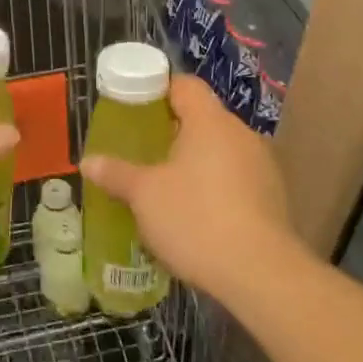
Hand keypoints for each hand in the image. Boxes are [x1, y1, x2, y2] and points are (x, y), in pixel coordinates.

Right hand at [78, 75, 307, 307]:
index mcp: (210, 121)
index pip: (184, 85)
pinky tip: (196, 214)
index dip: (157, 90)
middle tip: (142, 150)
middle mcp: (241, 134)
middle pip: (202, 118)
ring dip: (195, 162)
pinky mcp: (274, 199)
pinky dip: (215, 187)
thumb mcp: (144, 195)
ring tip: (166, 186)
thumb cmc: (196, 218)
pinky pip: (237, 179)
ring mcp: (263, 166)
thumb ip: (116, 174)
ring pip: (220, 151)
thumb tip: (88, 162)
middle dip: (172, 132)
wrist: (262, 276)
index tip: (134, 108)